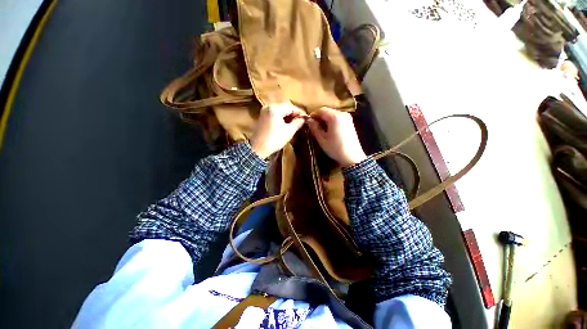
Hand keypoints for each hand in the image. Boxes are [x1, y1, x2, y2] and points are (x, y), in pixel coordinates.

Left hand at [250, 103, 305, 158]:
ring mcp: (264, 112)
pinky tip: (285, 124)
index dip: (300, 112)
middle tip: (301, 121)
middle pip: (285, 108)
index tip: (306, 118)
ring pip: (279, 111)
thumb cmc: (275, 139)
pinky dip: (281, 118)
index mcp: (275, 108)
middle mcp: (268, 107)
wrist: (258, 149)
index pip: (291, 107)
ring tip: (294, 124)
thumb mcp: (289, 131)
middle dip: (293, 114)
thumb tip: (303, 119)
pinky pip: (274, 115)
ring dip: (287, 116)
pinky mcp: (262, 118)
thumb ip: (297, 123)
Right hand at [307, 107, 366, 166]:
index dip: (313, 115)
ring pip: (332, 114)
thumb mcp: (322, 139)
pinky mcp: (350, 122)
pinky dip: (332, 122)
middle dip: (319, 117)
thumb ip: (315, 128)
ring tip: (321, 130)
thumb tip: (309, 120)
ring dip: (325, 120)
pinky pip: (338, 118)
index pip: (321, 110)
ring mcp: (347, 118)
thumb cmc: (335, 148)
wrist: (352, 157)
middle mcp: (342, 114)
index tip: (308, 123)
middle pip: (327, 111)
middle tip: (314, 127)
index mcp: (335, 116)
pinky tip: (329, 130)